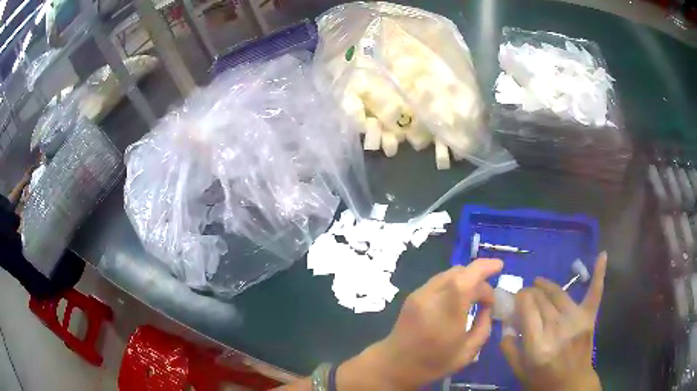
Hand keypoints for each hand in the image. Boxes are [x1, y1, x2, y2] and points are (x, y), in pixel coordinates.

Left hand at [337, 258, 502, 389]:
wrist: (394, 365)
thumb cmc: (434, 362)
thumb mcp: (468, 351)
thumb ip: (484, 325)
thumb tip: (487, 306)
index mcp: (448, 310)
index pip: (469, 276)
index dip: (486, 266)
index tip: (500, 267)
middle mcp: (432, 295)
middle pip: (460, 271)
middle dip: (478, 276)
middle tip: (487, 297)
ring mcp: (420, 293)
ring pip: (448, 273)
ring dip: (465, 279)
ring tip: (473, 298)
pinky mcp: (413, 296)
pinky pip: (439, 281)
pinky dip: (453, 284)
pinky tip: (456, 300)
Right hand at [501, 252, 606, 390]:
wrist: (571, 385)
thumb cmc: (542, 380)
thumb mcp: (519, 370)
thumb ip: (509, 348)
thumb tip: (507, 323)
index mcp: (538, 344)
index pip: (527, 307)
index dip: (519, 298)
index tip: (515, 299)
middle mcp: (557, 329)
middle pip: (541, 299)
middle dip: (530, 293)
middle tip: (525, 296)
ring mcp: (576, 321)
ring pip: (559, 294)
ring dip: (547, 286)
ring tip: (539, 284)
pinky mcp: (589, 318)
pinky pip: (595, 292)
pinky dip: (599, 274)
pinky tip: (602, 254)